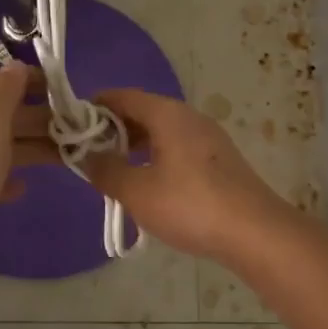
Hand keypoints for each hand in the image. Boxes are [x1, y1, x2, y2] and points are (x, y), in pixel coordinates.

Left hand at [0, 63, 51, 295]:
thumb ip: (3, 91)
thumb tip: (17, 66)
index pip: (3, 82)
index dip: (34, 82)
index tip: (70, 92)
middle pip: (10, 115)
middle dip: (44, 117)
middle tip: (83, 128)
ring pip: (9, 146)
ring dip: (38, 147)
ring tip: (73, 154)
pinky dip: (15, 177)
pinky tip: (28, 186)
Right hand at [77, 89, 299, 265]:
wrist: (256, 232)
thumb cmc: (190, 205)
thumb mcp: (137, 191)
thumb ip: (106, 170)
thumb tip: (87, 156)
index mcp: (167, 114)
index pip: (122, 96)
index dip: (94, 107)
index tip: (72, 126)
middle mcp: (189, 117)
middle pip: (143, 111)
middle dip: (113, 129)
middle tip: (89, 153)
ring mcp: (209, 138)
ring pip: (162, 131)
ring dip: (135, 146)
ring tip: (115, 171)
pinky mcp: (220, 160)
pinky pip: (178, 148)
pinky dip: (156, 157)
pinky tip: (150, 184)